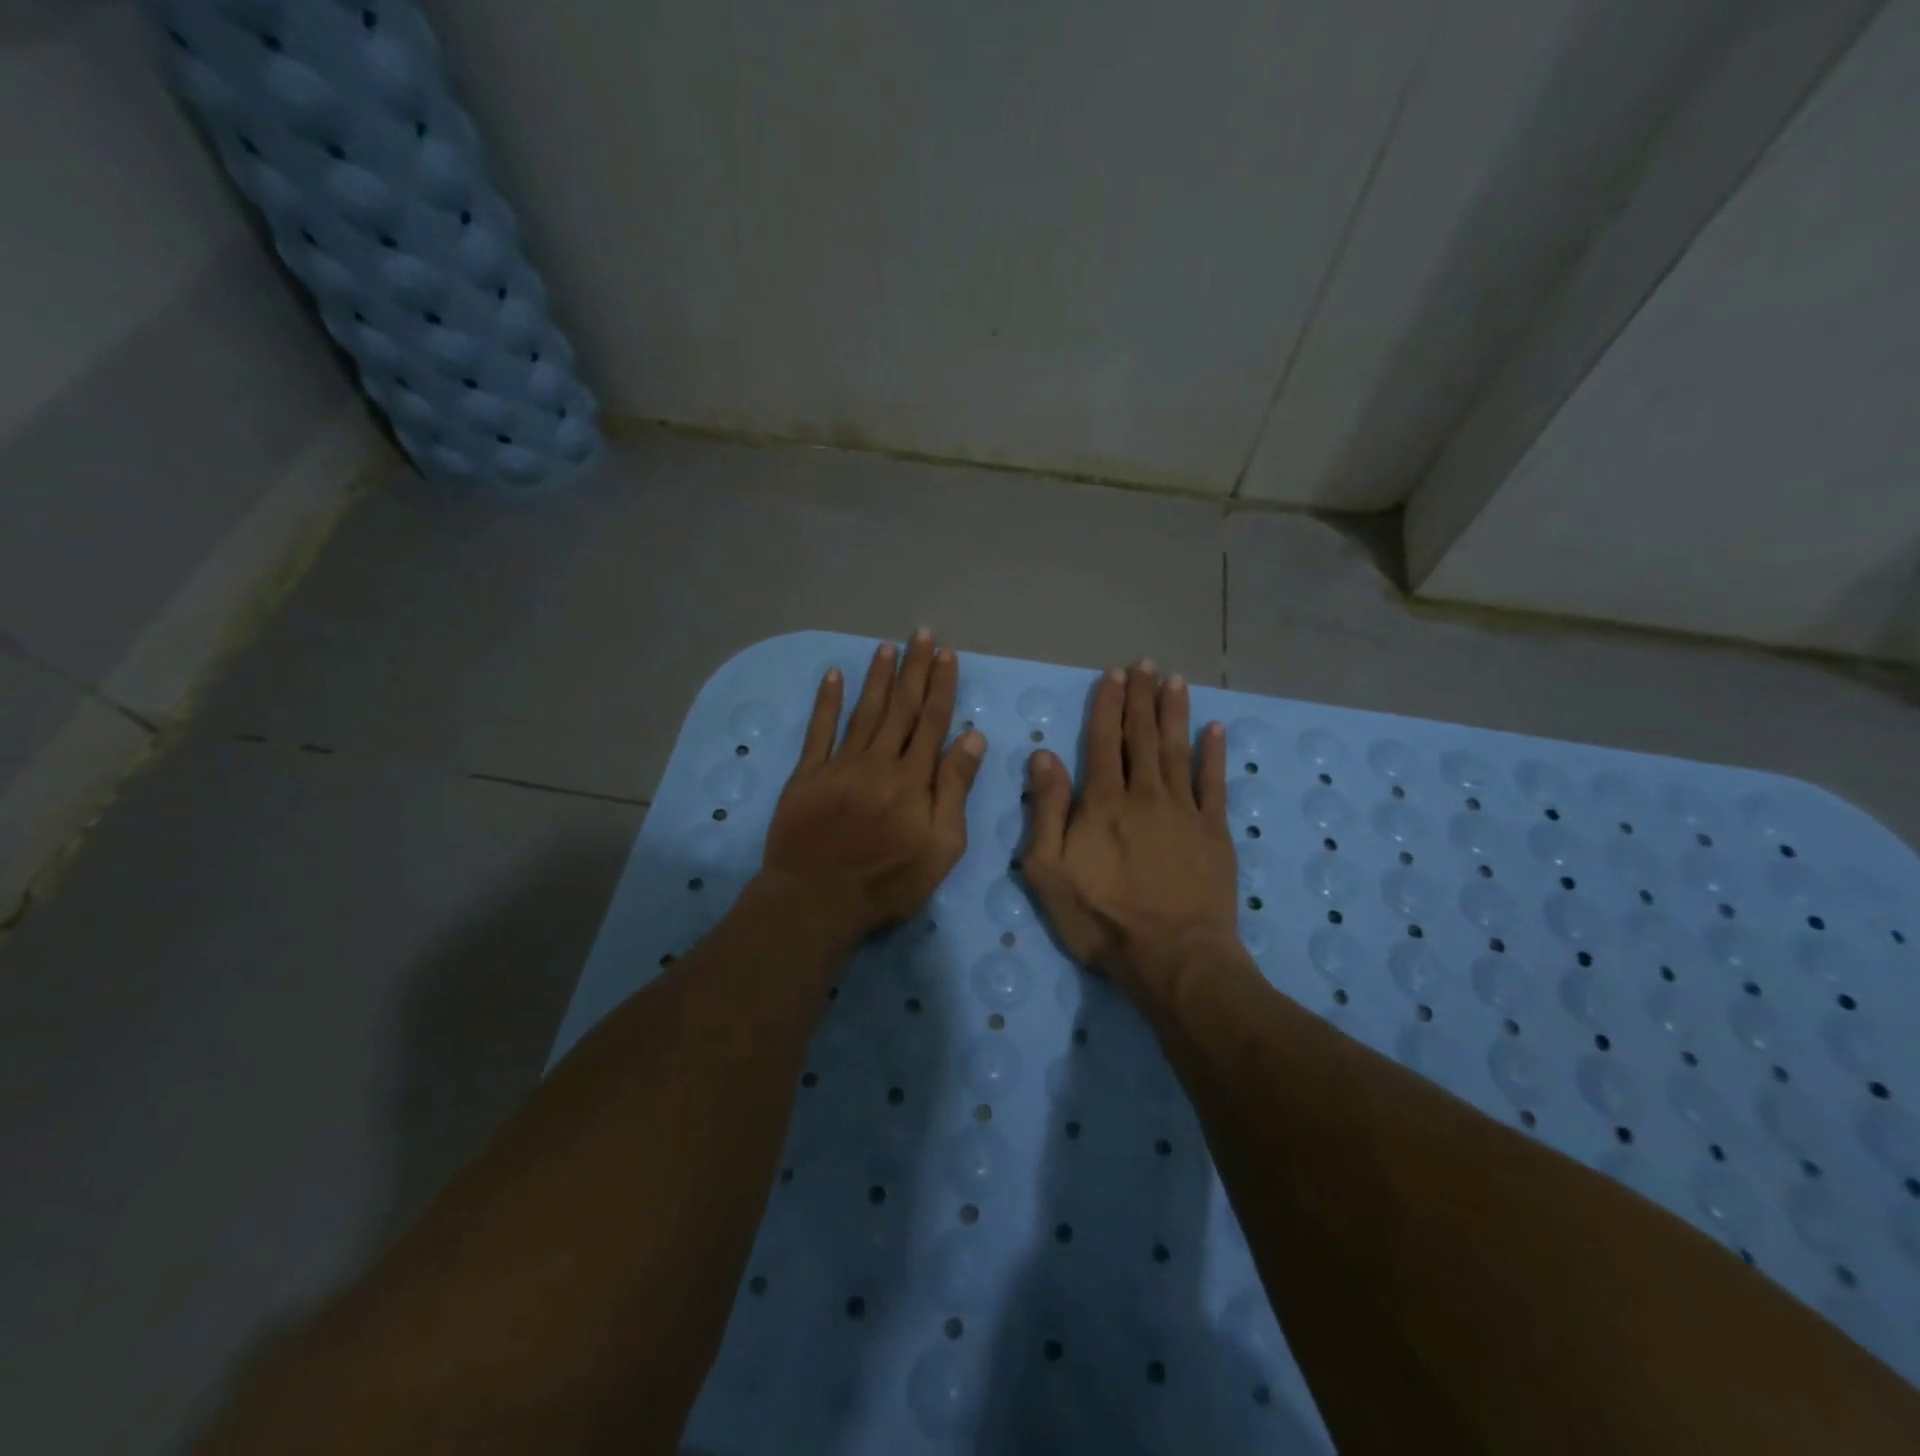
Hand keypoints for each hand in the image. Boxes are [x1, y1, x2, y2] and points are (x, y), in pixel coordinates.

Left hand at [761, 630, 986, 940]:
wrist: (816, 900)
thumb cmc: (888, 881)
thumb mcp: (941, 846)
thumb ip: (955, 790)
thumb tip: (973, 738)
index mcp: (913, 778)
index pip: (932, 721)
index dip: (941, 686)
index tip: (947, 655)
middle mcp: (878, 761)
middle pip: (900, 707)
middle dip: (914, 669)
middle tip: (921, 635)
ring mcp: (839, 765)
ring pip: (864, 711)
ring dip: (878, 678)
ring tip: (887, 647)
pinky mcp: (807, 775)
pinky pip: (819, 730)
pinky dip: (826, 701)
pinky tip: (833, 676)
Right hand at [1022, 661, 1240, 997]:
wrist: (1172, 956)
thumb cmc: (1101, 918)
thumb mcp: (1049, 870)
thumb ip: (1046, 810)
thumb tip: (1043, 755)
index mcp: (1103, 802)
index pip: (1103, 741)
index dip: (1108, 705)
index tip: (1114, 676)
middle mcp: (1144, 794)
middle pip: (1141, 736)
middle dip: (1141, 698)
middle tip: (1145, 664)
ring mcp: (1184, 810)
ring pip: (1177, 749)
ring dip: (1174, 712)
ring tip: (1175, 681)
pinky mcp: (1213, 831)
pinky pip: (1214, 783)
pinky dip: (1214, 754)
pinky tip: (1216, 729)